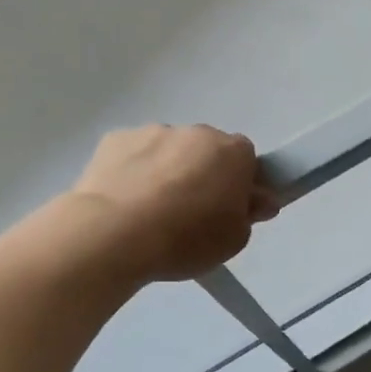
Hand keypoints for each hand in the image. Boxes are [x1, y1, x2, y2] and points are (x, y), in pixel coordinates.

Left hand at [71, 125, 275, 283]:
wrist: (113, 234)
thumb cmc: (186, 238)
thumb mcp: (234, 239)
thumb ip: (249, 214)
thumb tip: (257, 199)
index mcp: (232, 152)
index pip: (247, 159)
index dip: (240, 183)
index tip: (229, 208)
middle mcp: (196, 133)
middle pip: (207, 150)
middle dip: (203, 174)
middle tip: (190, 214)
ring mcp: (152, 131)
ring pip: (169, 150)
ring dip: (167, 171)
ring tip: (151, 212)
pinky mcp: (114, 139)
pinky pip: (134, 154)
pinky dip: (133, 172)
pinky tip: (124, 203)